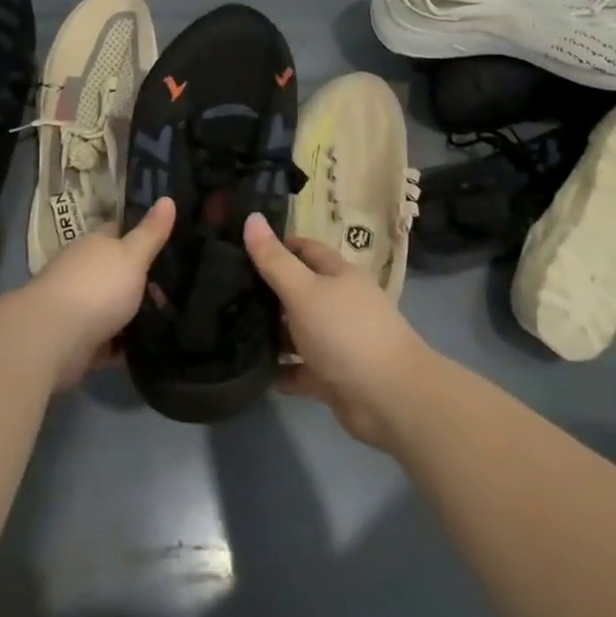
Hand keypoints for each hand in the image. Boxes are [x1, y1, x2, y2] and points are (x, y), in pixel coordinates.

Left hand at [22, 197, 174, 388]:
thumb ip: (151, 232)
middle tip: (176, 289)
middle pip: (116, 270)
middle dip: (141, 280)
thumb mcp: (133, 256)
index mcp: (94, 244)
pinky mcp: (76, 339)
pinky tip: (149, 347)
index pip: (118, 231)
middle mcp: (82, 270)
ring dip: (133, 313)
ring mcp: (77, 305)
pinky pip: (107, 339)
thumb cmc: (97, 288)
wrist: (52, 338)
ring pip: (112, 305)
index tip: (167, 242)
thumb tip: (168, 199)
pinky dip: (123, 344)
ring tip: (170, 319)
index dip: (141, 234)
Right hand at [243, 213, 430, 448]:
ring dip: (272, 333)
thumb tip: (251, 217)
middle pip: (300, 291)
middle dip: (268, 292)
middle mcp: (341, 304)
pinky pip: (300, 369)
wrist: (389, 398)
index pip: (305, 250)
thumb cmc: (345, 333)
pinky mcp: (333, 377)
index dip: (276, 247)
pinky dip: (281, 370)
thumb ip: (274, 260)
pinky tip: (251, 371)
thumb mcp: (304, 290)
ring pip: (299, 331)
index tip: (240, 252)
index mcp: (339, 275)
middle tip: (225, 292)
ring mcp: (338, 342)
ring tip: (230, 330)